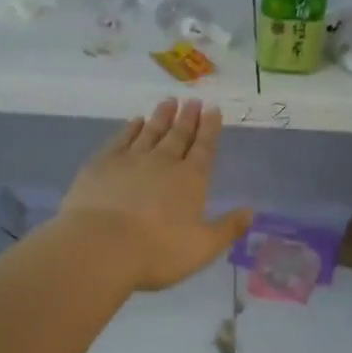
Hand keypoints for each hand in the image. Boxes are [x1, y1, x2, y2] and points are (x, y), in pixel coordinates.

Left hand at [58, 98, 252, 292]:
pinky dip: (130, 128)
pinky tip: (135, 121)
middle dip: (188, 117)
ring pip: (150, 131)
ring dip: (161, 116)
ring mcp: (130, 160)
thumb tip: (251, 211)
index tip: (213, 109)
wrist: (101, 247)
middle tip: (193, 100)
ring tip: (169, 101)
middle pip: (178, 135)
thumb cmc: (157, 251)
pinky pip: (121, 139)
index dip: (210, 128)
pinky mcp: (102, 164)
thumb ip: (228, 228)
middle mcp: (163, 162)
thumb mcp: (202, 247)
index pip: (204, 148)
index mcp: (190, 180)